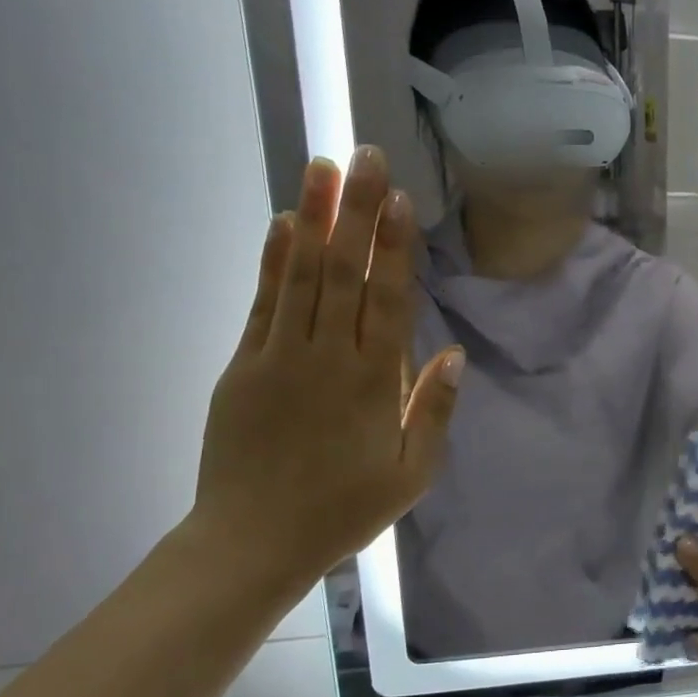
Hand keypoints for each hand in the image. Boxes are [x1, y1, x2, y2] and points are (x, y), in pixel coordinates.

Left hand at [193, 148, 462, 589]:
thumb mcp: (411, 474)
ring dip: (313, 218)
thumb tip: (453, 354)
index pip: (388, 300)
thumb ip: (432, 410)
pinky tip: (282, 224)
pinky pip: (262, 303)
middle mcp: (328, 357)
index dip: (395, 247)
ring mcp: (279, 357)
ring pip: (301, 275)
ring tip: (321, 167)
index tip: (399, 198)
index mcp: (374, 383)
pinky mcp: (244, 366)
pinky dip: (273, 260)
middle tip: (363, 155)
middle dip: (356, 211)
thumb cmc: (345, 510)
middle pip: (345, 272)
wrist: (254, 541)